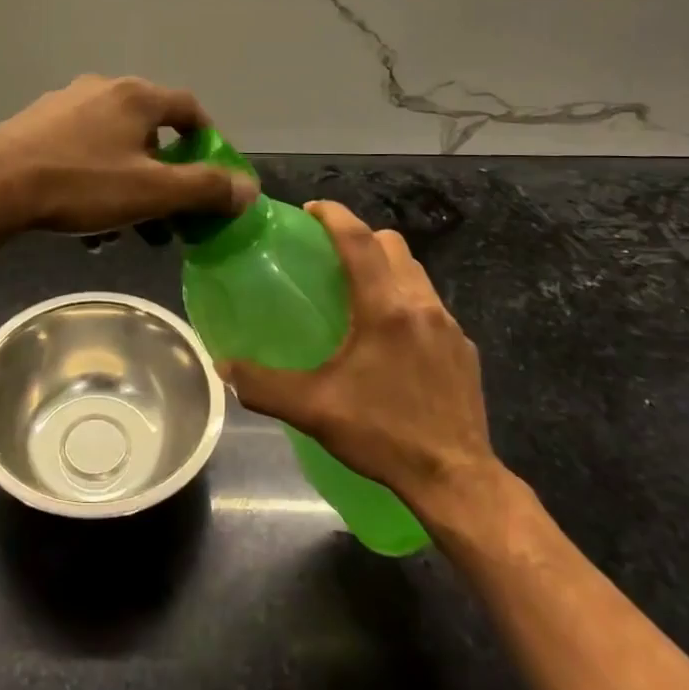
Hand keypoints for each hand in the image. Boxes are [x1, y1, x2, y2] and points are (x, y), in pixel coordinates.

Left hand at [0, 75, 257, 234]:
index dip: (210, 141)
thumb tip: (248, 188)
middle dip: (166, 174)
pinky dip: (96, 180)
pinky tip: (87, 220)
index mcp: (135, 96)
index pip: (189, 108)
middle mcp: (102, 89)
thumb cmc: (80, 184)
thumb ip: (204, 188)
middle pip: (151, 130)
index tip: (214, 175)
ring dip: (130, 183)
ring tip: (128, 228)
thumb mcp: (151, 192)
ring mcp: (64, 105)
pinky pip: (81, 152)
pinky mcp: (35, 126)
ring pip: (114, 145)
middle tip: (170, 213)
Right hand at [218, 200, 510, 536]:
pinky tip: (390, 338)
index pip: (360, 240)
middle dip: (361, 237)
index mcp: (386, 309)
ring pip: (415, 272)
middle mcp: (421, 305)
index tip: (311, 209)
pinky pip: (431, 305)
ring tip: (357, 293)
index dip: (334, 216)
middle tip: (330, 256)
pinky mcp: (464, 349)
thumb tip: (224, 366)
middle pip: (392, 245)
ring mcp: (450, 326)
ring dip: (385, 267)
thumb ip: (263, 385)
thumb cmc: (383, 435)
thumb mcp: (314, 410)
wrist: (457, 480)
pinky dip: (406, 300)